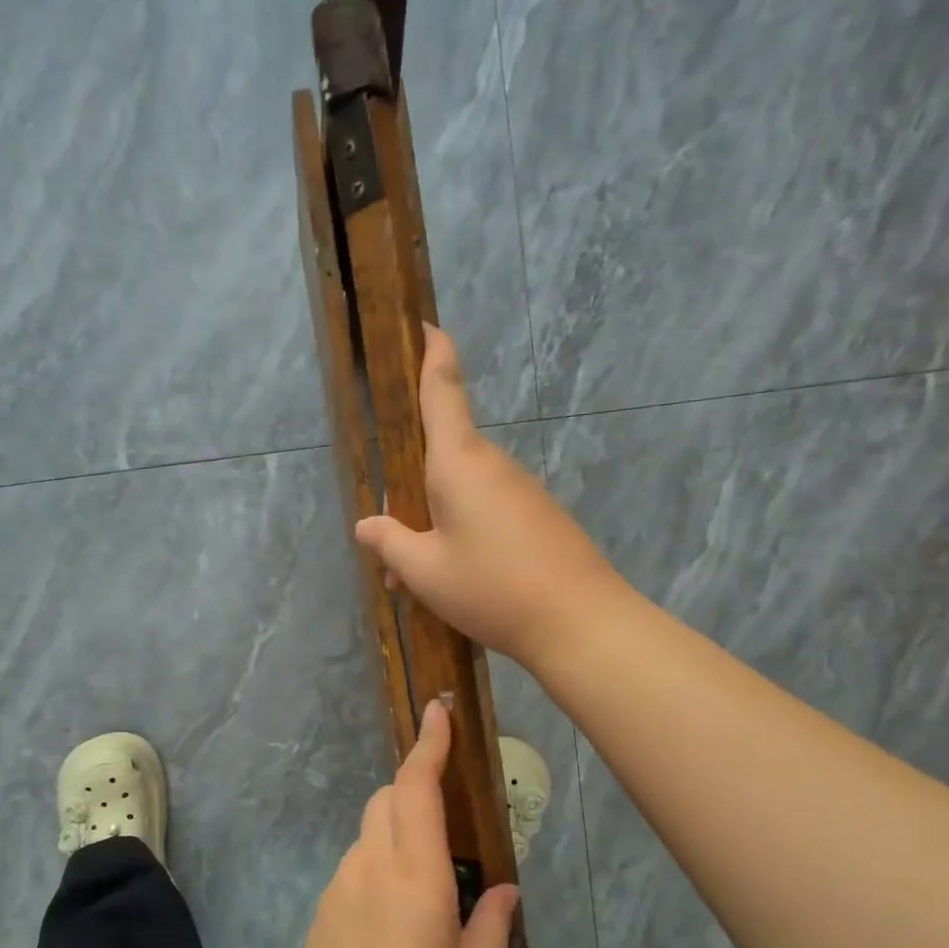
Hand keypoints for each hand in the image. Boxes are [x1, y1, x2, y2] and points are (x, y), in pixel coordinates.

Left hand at [286, 700, 519, 947]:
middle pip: (385, 798)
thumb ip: (493, 923)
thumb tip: (503, 889)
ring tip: (425, 878)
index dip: (429, 744)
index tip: (437, 711)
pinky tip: (393, 917)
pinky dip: (378, 862)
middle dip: (413, 784)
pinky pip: (355, 865)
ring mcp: (339, 886)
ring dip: (396, 828)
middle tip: (445, 812)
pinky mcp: (322, 911)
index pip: (417, 787)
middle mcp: (371, 866)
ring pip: (368, 831)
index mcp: (416, 875)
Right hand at [354, 325, 625, 669]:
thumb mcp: (425, 572)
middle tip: (393, 555)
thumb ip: (390, 543)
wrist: (580, 622)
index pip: (442, 391)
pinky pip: (487, 516)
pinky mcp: (538, 519)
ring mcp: (520, 492)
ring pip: (461, 496)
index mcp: (458, 462)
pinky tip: (458, 586)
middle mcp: (492, 466)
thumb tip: (368, 525)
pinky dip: (462, 539)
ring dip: (433, 528)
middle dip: (410, 496)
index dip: (432, 354)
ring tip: (420, 584)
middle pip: (440, 459)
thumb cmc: (492, 587)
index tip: (425, 325)